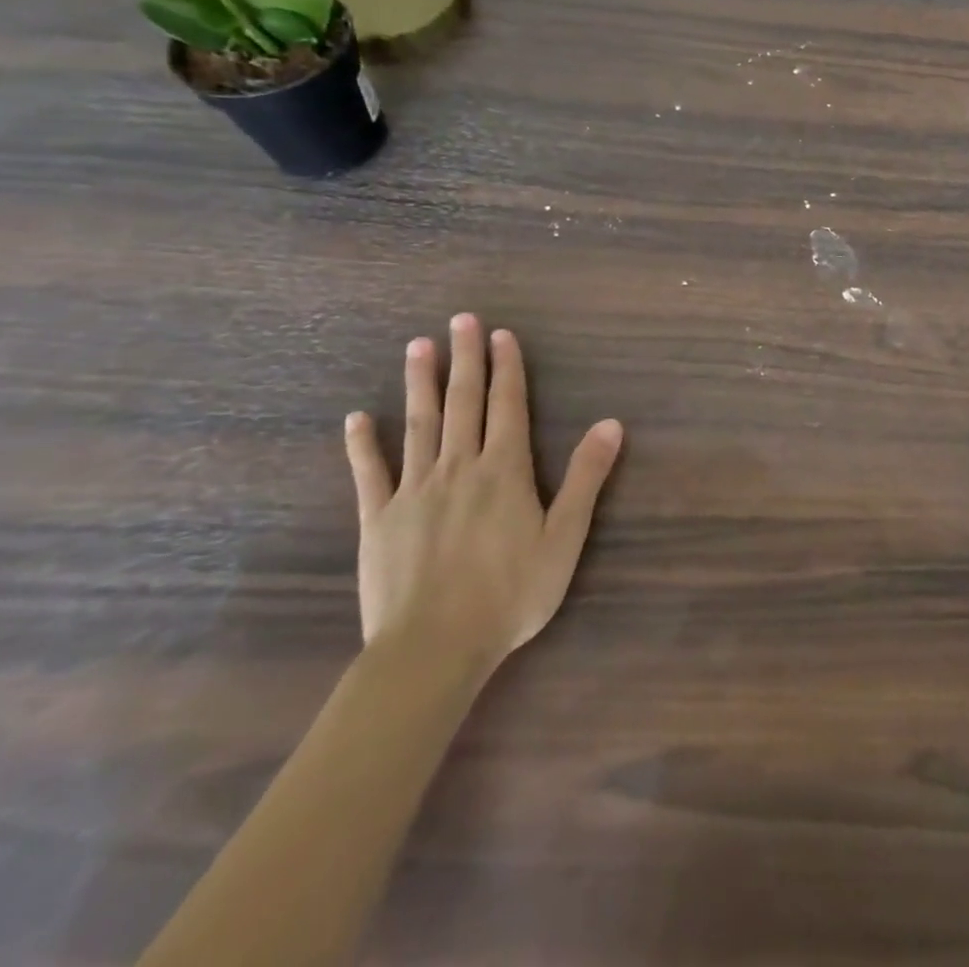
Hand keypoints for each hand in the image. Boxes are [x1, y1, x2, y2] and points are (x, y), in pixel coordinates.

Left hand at [344, 313, 622, 676]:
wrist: (434, 648)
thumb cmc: (511, 593)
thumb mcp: (565, 537)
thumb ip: (586, 477)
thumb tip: (611, 424)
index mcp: (504, 470)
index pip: (507, 405)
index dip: (506, 367)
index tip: (500, 334)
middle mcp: (458, 467)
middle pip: (463, 402)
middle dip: (464, 359)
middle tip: (460, 320)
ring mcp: (414, 491)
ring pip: (418, 425)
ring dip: (420, 384)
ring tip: (417, 347)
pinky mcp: (378, 519)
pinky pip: (370, 473)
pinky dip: (363, 444)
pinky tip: (357, 419)